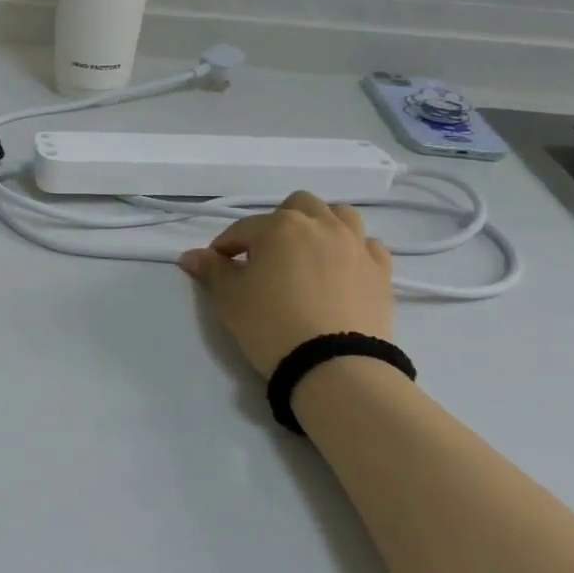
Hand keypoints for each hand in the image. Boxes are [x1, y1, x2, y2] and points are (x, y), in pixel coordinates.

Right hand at [178, 192, 393, 377]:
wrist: (335, 367)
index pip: (243, 229)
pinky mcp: (381, 271)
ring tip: (308, 253)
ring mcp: (356, 245)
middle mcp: (321, 225)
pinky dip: (353, 250)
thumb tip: (191, 256)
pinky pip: (368, 245)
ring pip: (339, 215)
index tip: (216, 265)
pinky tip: (342, 269)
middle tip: (266, 254)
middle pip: (297, 205)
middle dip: (278, 223)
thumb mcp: (230, 299)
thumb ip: (212, 271)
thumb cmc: (272, 325)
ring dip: (321, 226)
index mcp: (280, 226)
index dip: (225, 246)